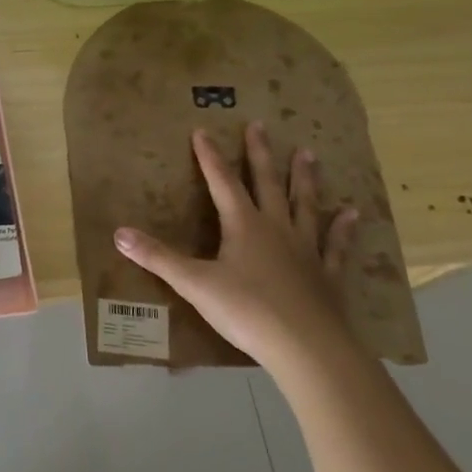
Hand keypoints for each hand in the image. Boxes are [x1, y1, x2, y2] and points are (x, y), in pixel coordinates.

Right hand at [113, 122, 359, 371]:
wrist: (307, 347)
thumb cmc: (246, 311)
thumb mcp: (193, 284)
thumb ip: (158, 257)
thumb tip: (119, 234)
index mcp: (243, 226)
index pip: (221, 182)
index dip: (210, 157)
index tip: (202, 131)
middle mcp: (276, 228)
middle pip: (267, 183)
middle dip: (260, 154)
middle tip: (261, 125)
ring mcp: (306, 249)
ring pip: (304, 205)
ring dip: (304, 179)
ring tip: (309, 154)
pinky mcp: (327, 275)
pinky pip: (335, 244)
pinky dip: (342, 228)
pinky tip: (352, 213)